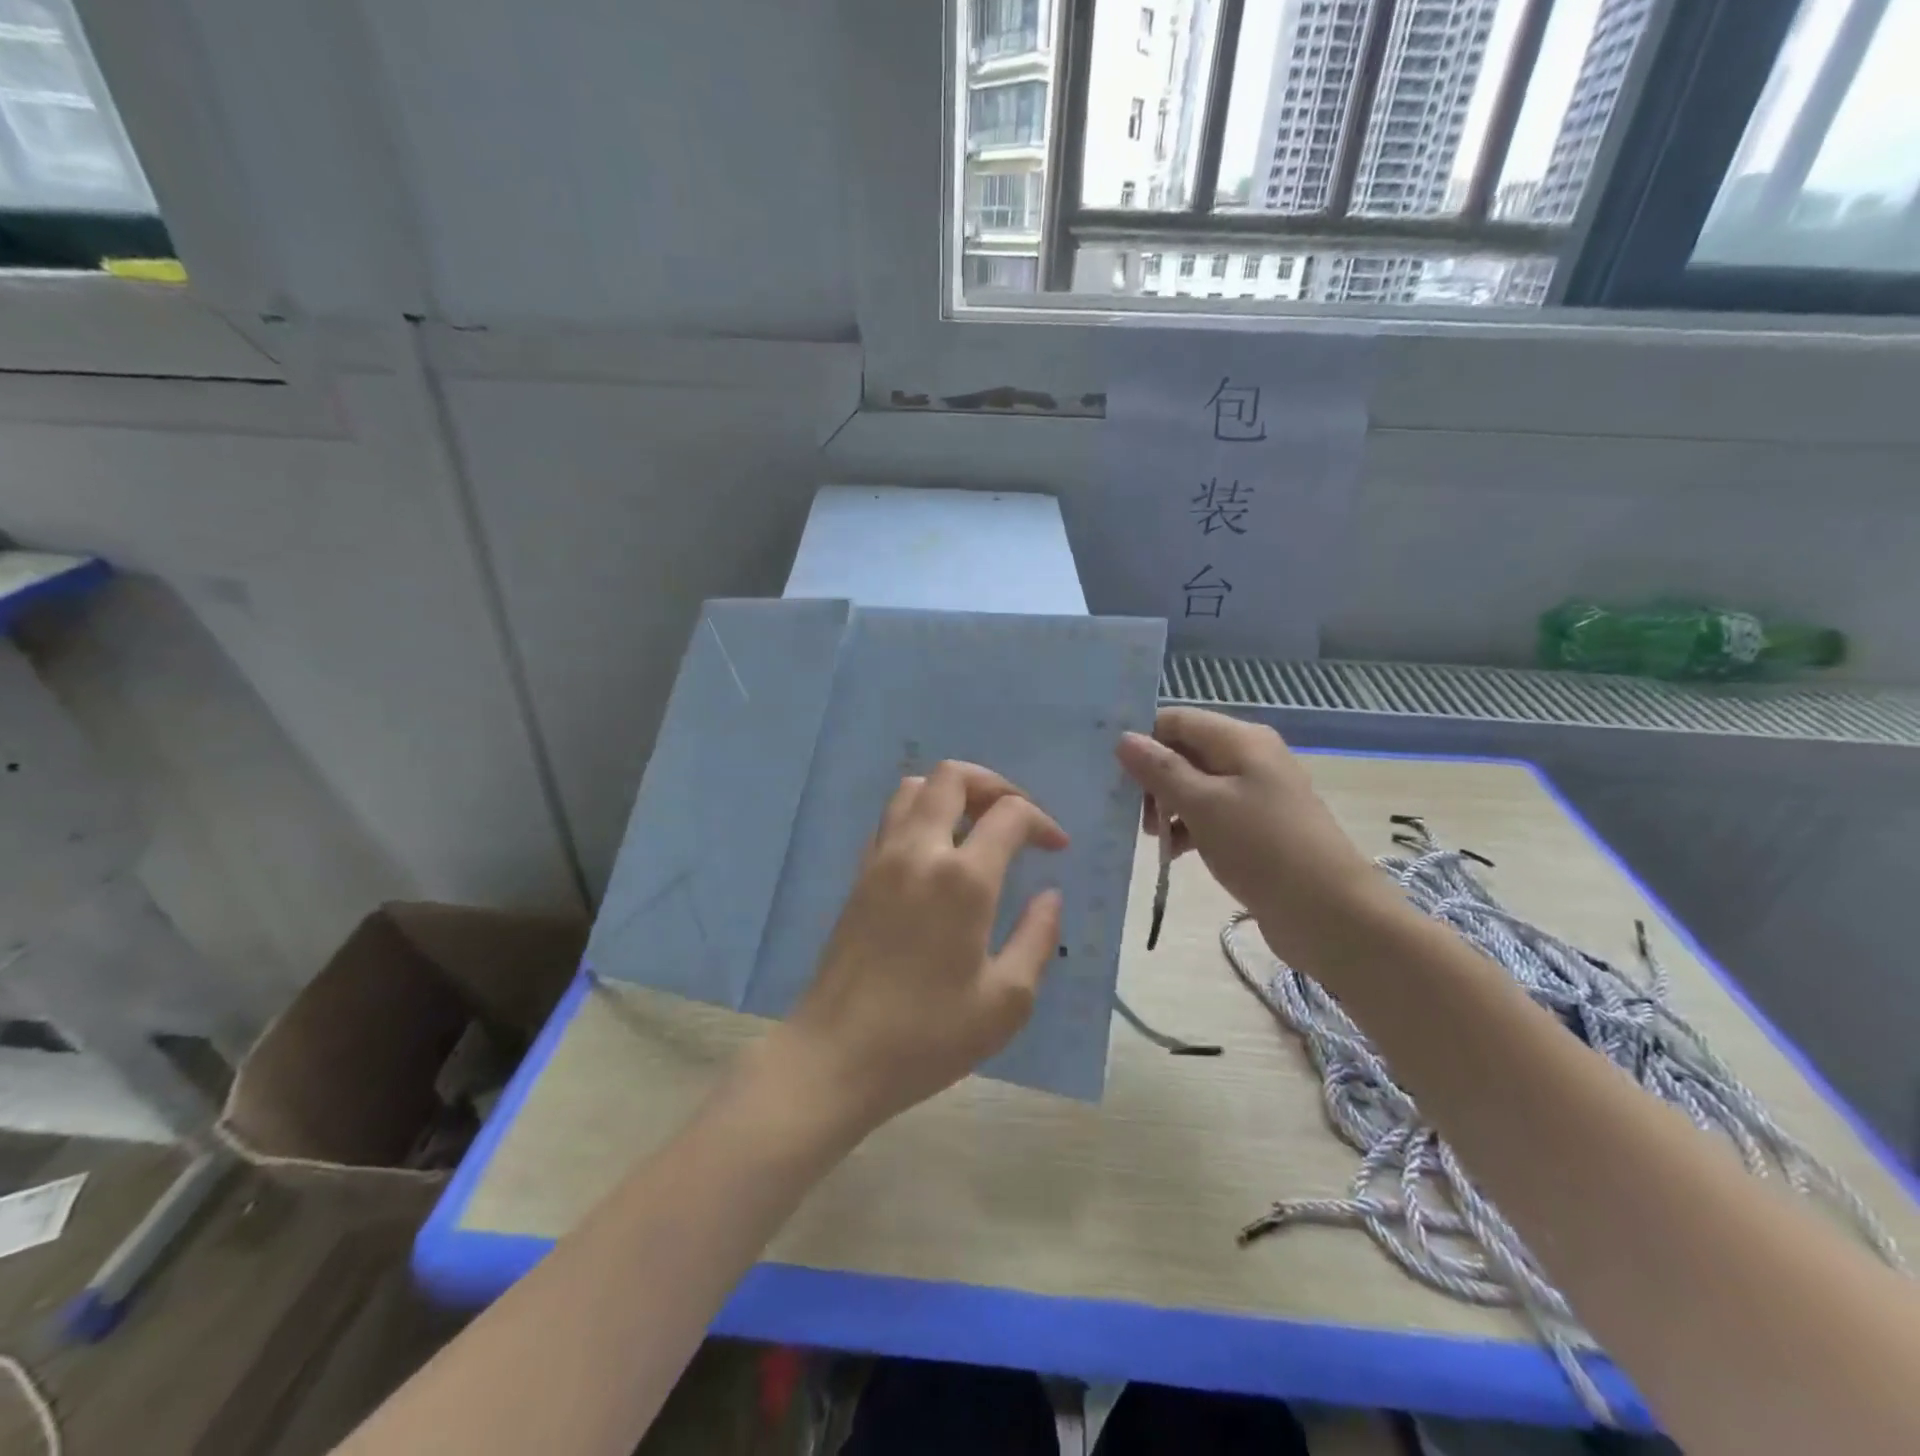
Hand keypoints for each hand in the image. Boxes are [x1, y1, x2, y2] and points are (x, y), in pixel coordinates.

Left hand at [770, 761, 1067, 1134]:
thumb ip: (1037, 938)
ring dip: (952, 793)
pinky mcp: (858, 875)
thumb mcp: (1006, 1001)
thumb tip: (1050, 895)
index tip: (1057, 850)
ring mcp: (881, 859)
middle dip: (994, 784)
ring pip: (914, 788)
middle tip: (1016, 818)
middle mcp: (918, 852)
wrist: (837, 1056)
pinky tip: (937, 855)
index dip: (1043, 821)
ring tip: (977, 828)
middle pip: (953, 776)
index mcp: (962, 879)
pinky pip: (891, 818)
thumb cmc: (928, 1036)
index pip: (1009, 813)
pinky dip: (920, 814)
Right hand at [1115, 708, 1383, 963]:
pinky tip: (1174, 853)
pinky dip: (1188, 828)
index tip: (1113, 774)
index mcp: (1240, 740)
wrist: (1330, 914)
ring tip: (1154, 839)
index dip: (1143, 740)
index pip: (1176, 720)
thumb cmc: (1262, 849)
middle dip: (1153, 779)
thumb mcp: (1203, 805)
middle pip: (1184, 752)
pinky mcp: (1256, 828)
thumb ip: (1160, 770)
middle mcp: (1249, 758)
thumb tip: (1124, 738)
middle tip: (1134, 814)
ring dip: (1167, 807)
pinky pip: (1211, 814)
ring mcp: (1255, 794)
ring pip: (1194, 786)